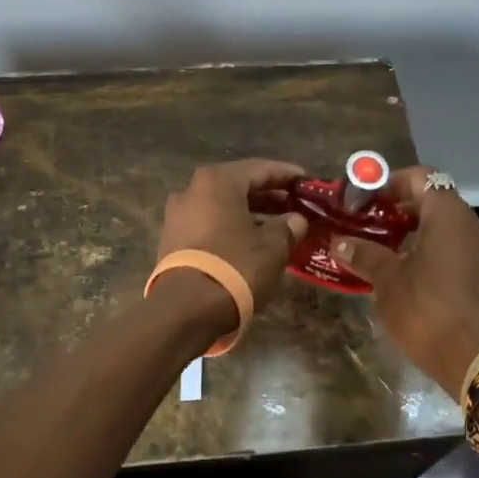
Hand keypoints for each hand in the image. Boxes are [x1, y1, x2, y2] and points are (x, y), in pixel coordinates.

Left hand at [157, 159, 309, 311]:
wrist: (186, 309)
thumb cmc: (235, 266)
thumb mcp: (272, 247)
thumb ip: (287, 227)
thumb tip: (295, 220)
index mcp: (217, 181)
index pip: (259, 168)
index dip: (286, 175)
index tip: (306, 181)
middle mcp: (192, 191)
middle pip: (237, 186)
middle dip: (268, 195)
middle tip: (294, 205)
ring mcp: (177, 216)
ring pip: (222, 207)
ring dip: (250, 213)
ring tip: (277, 226)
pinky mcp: (172, 240)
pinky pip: (209, 224)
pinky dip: (231, 227)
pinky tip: (251, 242)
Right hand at [330, 168, 478, 399]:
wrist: (476, 359)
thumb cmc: (426, 308)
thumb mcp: (387, 280)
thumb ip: (364, 255)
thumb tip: (339, 242)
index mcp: (449, 214)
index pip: (422, 177)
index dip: (392, 182)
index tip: (368, 199)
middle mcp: (475, 226)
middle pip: (436, 204)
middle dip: (403, 213)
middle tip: (371, 228)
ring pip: (449, 233)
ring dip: (420, 238)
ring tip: (388, 257)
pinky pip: (461, 258)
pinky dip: (438, 260)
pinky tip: (415, 283)